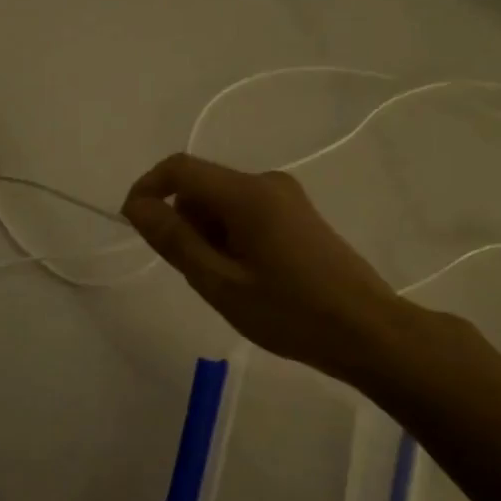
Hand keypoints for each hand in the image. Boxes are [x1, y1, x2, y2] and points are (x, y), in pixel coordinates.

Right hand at [121, 153, 413, 385]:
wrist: (367, 331)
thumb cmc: (289, 312)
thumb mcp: (219, 283)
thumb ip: (174, 240)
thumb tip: (137, 207)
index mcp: (247, 193)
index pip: (180, 169)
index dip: (147, 189)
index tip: (134, 226)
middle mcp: (266, 183)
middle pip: (202, 186)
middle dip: (182, 222)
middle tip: (192, 273)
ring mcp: (286, 198)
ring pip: (222, 203)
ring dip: (206, 234)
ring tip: (224, 283)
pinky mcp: (297, 216)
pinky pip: (245, 213)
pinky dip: (229, 238)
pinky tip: (246, 278)